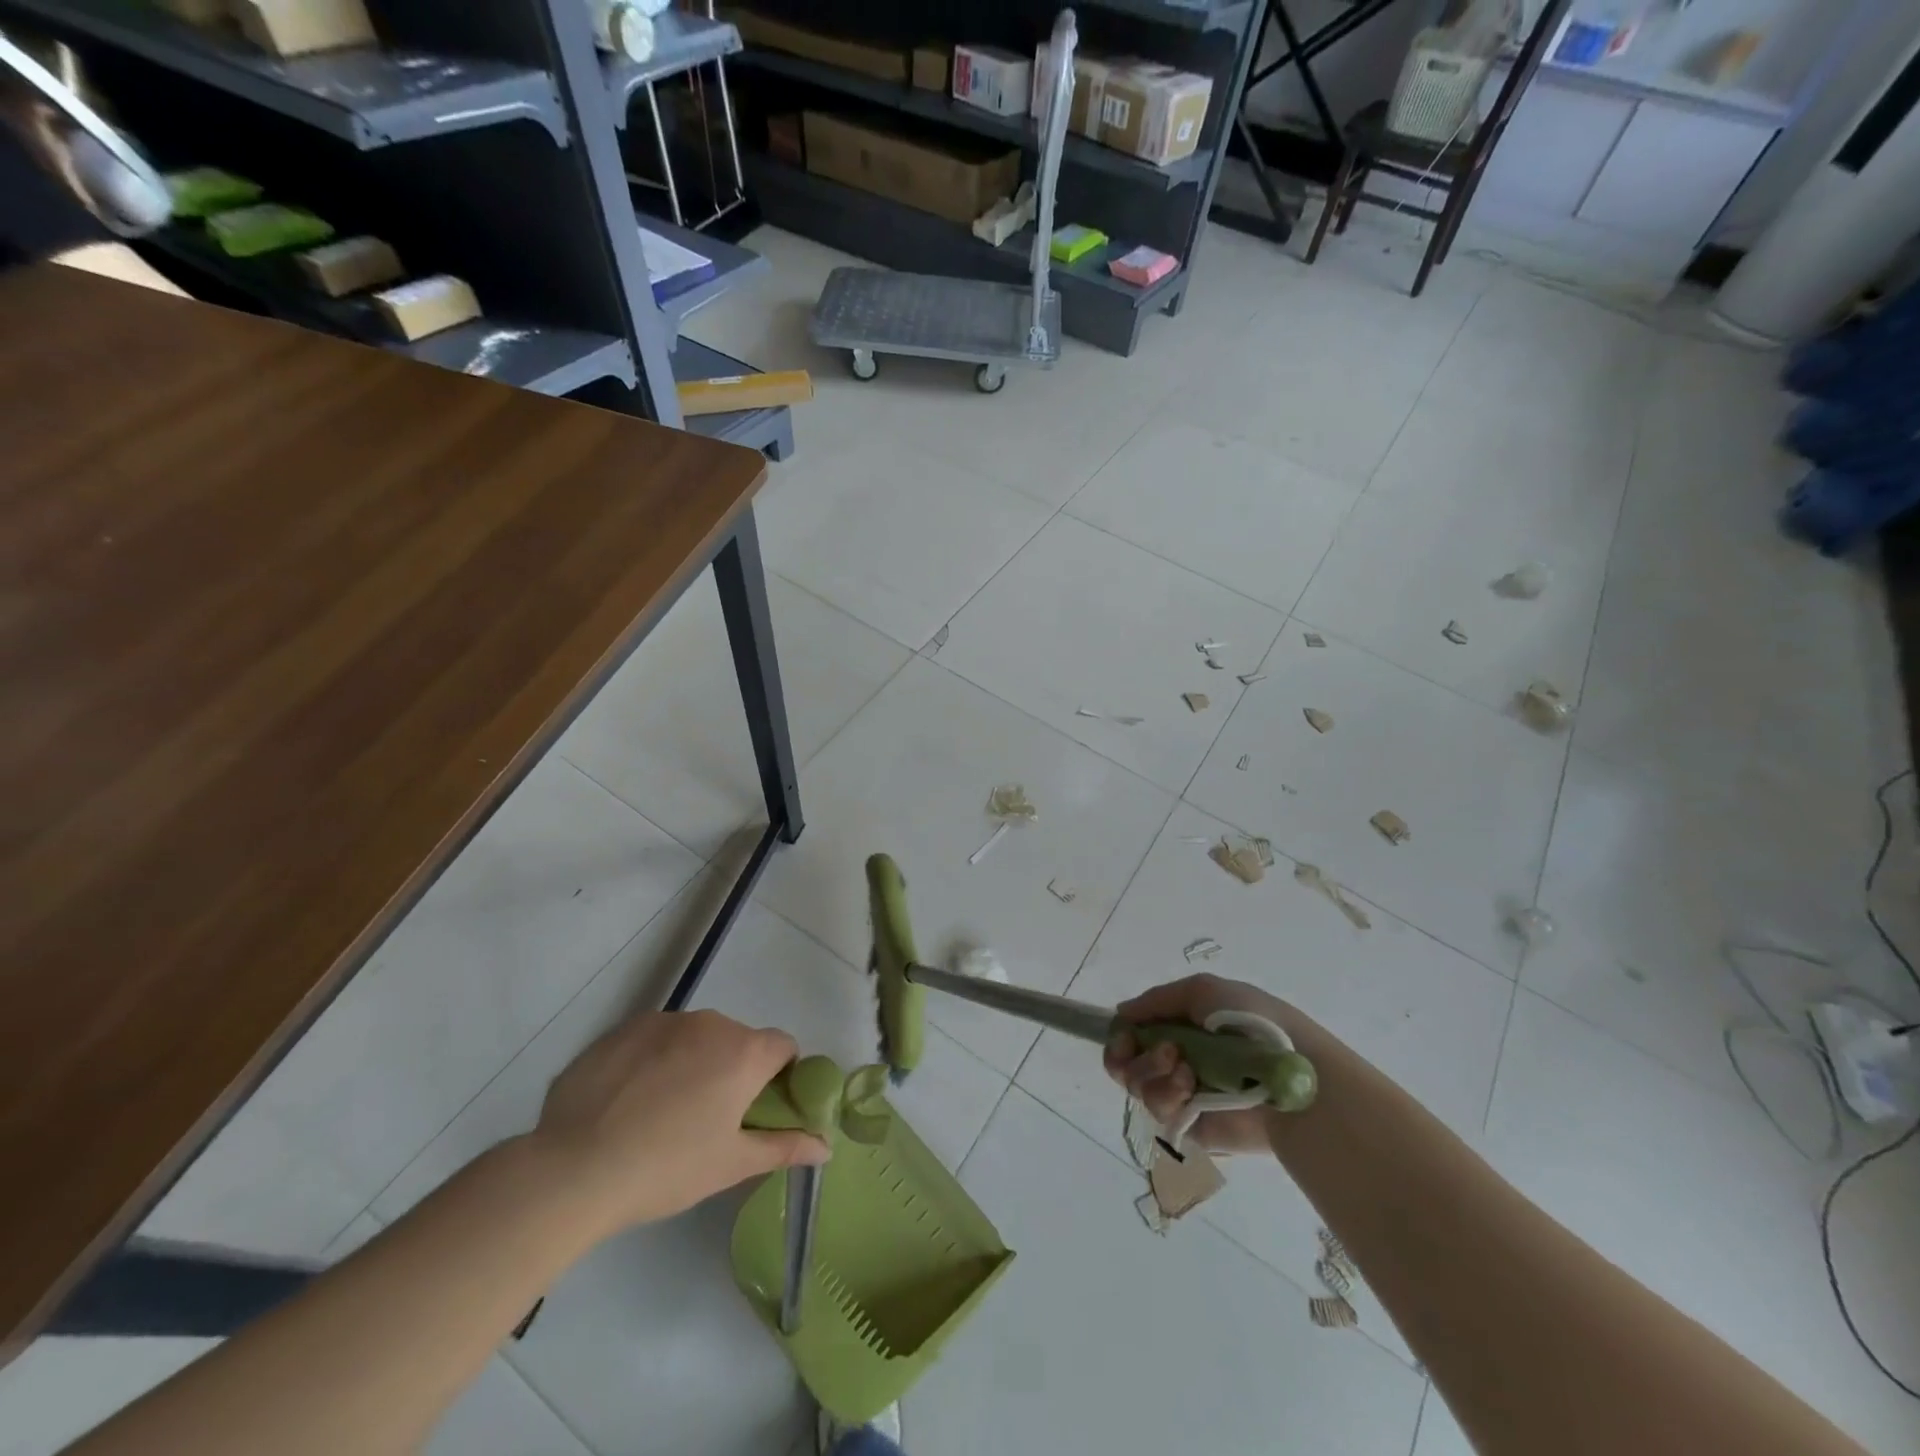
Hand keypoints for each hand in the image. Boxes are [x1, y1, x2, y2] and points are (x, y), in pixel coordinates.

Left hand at [531, 1009, 828, 1235]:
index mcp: (744, 1052)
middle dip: (732, 1071)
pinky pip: (653, 1040)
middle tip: (708, 1120)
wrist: (572, 1170)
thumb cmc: (666, 1168)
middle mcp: (711, 1023)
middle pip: (738, 1040)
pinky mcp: (622, 1029)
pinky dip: (652, 1062)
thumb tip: (827, 1147)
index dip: (780, 1076)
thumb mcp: (731, 1164)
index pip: (783, 1047)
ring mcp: (663, 1021)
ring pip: (694, 1038)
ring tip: (660, 1113)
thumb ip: (784, 1147)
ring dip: (692, 1063)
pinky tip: (626, 1103)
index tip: (760, 1109)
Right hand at [1103, 974, 1300, 1154]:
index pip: (1134, 1034)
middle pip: (1125, 1061)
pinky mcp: (1189, 1126)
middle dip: (1129, 1052)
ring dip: (1152, 1069)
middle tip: (1160, 1048)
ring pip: (1136, 1084)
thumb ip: (1156, 1000)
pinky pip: (1156, 1110)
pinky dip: (1166, 1092)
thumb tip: (1122, 1015)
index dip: (1121, 1034)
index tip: (1123, 1032)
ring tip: (1184, 1066)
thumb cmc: (1251, 1022)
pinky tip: (1190, 1086)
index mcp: (1183, 1030)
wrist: (1285, 1073)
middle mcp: (1177, 1062)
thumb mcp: (1203, 990)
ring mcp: (1182, 1095)